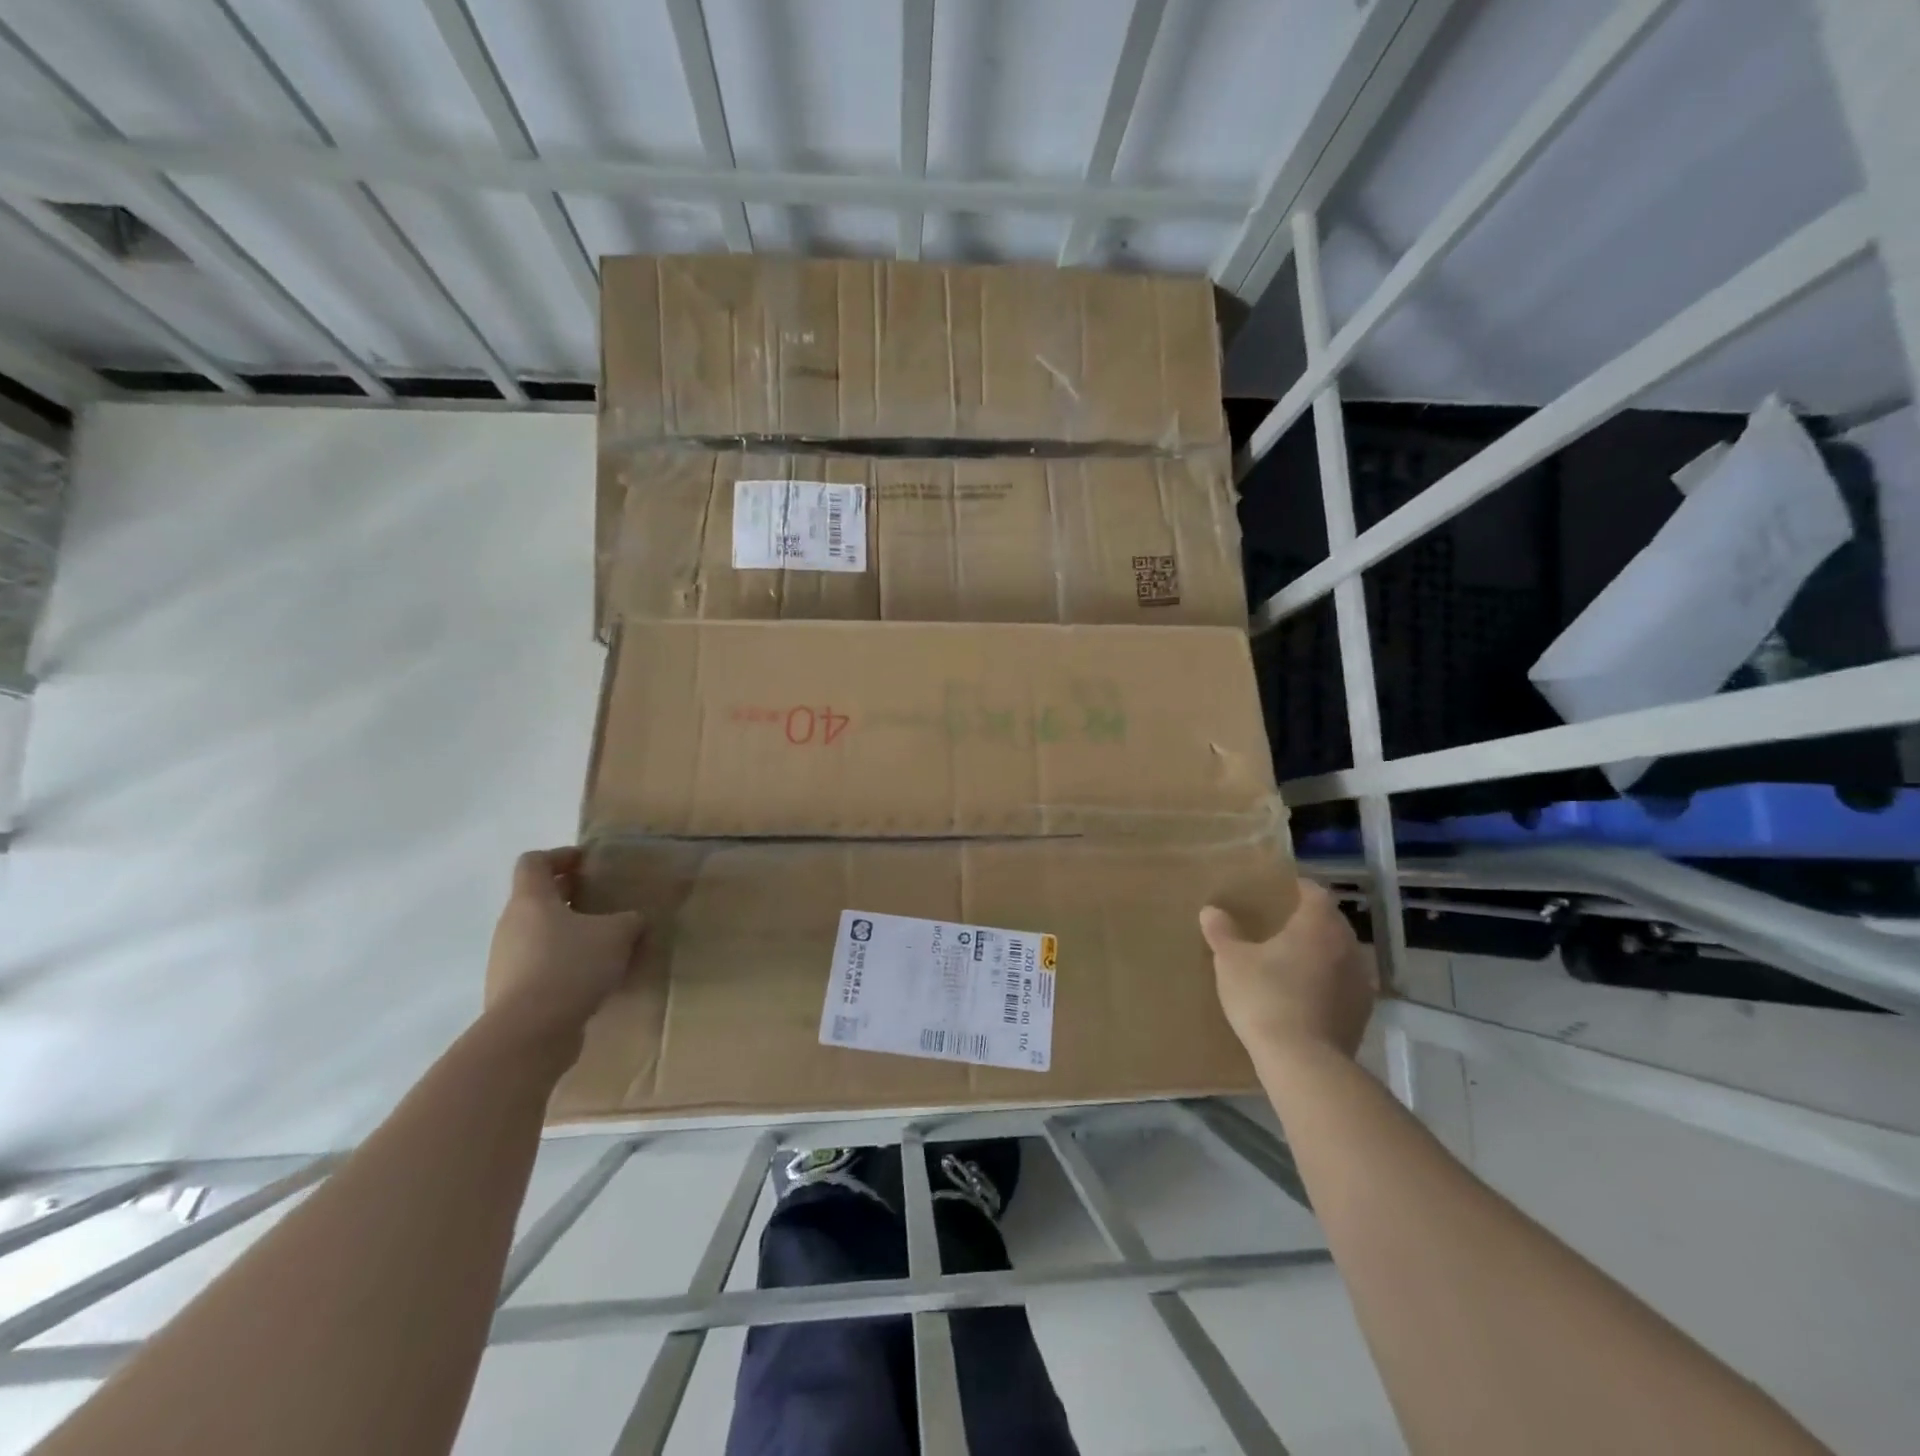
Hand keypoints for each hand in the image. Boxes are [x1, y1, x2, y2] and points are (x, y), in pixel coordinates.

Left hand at [485, 848, 643, 1039]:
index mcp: (531, 900)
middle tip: (604, 902)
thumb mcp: (617, 935)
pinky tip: (592, 978)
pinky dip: (564, 964)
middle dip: (570, 897)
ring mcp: (506, 961)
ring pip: (539, 934)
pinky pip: (540, 966)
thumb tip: (633, 920)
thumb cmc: (571, 966)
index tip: (587, 862)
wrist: (529, 1033)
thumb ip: (629, 920)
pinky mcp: (511, 992)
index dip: (560, 856)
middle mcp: (511, 925)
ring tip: (604, 944)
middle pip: (537, 899)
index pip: (534, 862)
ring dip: (569, 933)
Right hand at [1201, 881, 1376, 1064]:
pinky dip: (1326, 982)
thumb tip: (1211, 911)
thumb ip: (1222, 932)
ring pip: (1339, 954)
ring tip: (1288, 963)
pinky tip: (1302, 996)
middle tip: (1276, 927)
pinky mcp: (1362, 1013)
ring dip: (1318, 954)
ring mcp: (1361, 981)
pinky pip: (1342, 984)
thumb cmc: (1266, 997)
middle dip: (1306, 922)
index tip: (1275, 893)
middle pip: (1330, 922)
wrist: (1303, 1062)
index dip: (1295, 889)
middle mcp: (1348, 946)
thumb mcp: (1231, 961)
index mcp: (1319, 924)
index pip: (1314, 891)